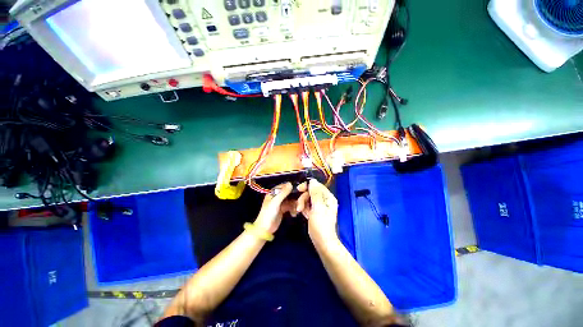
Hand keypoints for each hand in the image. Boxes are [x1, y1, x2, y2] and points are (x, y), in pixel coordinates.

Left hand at [253, 182, 299, 233]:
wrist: (265, 229)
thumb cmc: (268, 214)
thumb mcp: (275, 202)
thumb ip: (283, 193)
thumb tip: (290, 183)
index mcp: (273, 192)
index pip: (284, 186)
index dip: (292, 187)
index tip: (300, 189)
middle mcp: (277, 196)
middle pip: (289, 193)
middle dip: (295, 197)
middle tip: (300, 202)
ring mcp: (281, 202)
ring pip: (291, 200)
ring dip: (295, 204)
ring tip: (298, 210)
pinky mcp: (283, 209)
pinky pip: (291, 206)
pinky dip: (293, 209)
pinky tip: (294, 214)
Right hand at [296, 179, 338, 242]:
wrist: (322, 242)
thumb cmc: (321, 224)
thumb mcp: (318, 207)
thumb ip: (315, 193)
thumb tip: (313, 180)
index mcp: (328, 197)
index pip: (317, 186)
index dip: (308, 186)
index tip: (299, 189)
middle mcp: (324, 200)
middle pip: (311, 192)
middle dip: (304, 198)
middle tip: (299, 206)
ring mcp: (319, 206)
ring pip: (308, 199)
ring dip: (302, 203)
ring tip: (300, 211)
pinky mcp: (314, 212)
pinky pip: (307, 205)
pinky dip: (304, 208)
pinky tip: (302, 213)